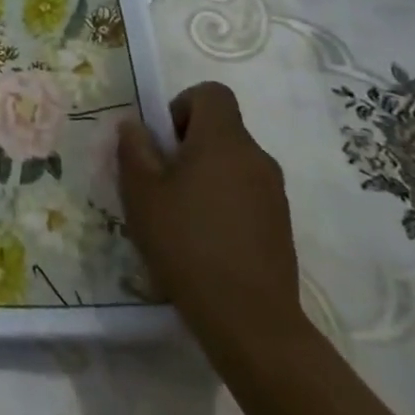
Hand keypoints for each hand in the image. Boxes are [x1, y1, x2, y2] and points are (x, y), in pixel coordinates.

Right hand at [117, 81, 303, 357]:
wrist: (249, 320)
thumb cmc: (186, 243)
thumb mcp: (141, 192)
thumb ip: (135, 149)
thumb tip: (135, 125)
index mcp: (224, 141)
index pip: (211, 93)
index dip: (182, 105)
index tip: (163, 140)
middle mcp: (256, 158)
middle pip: (221, 128)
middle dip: (187, 143)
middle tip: (159, 179)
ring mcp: (274, 193)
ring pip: (232, 162)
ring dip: (204, 173)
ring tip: (177, 212)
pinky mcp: (280, 225)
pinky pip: (244, 192)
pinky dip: (222, 200)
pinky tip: (202, 238)